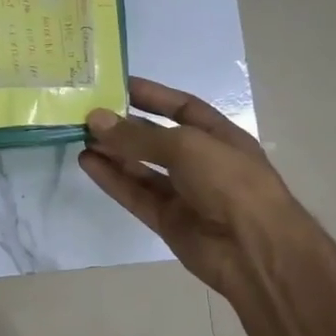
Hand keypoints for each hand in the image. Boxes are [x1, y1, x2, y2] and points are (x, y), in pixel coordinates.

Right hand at [79, 76, 300, 303]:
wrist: (255, 250)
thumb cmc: (231, 183)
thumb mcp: (185, 147)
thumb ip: (138, 136)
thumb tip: (95, 119)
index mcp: (218, 136)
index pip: (181, 107)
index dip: (150, 95)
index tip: (115, 85)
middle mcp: (201, 162)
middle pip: (156, 138)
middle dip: (124, 126)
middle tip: (86, 114)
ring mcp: (184, 193)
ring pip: (142, 168)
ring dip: (113, 152)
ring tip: (80, 137)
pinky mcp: (167, 220)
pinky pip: (135, 194)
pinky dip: (112, 179)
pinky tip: (88, 163)